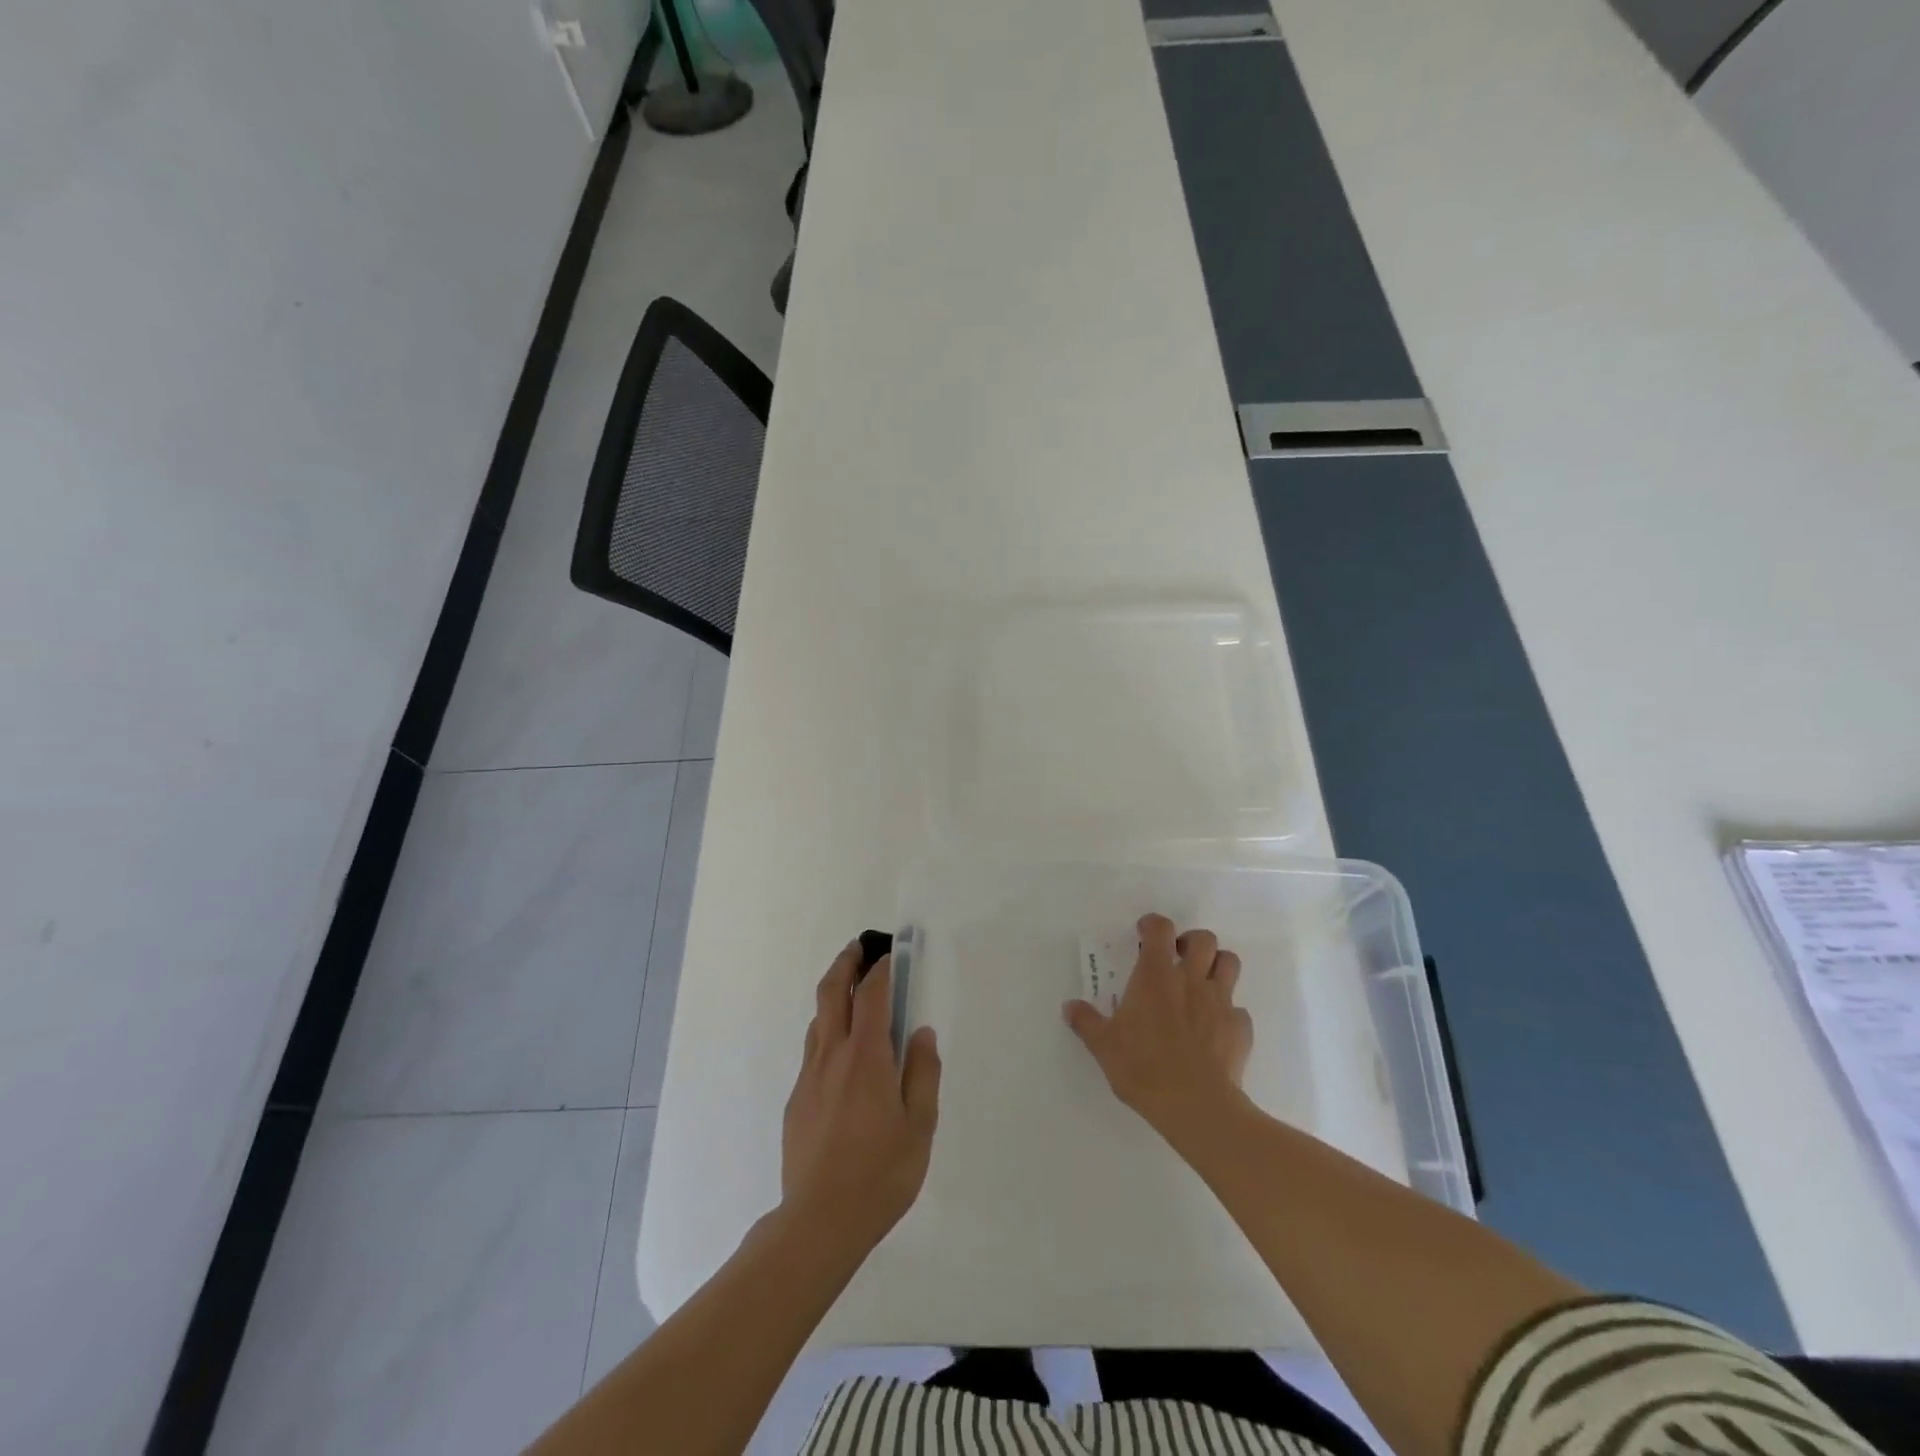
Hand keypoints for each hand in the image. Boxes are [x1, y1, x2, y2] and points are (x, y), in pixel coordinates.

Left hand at [781, 941, 940, 1257]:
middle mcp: (833, 1055)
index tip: (891, 954)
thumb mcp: (920, 1126)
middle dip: (846, 963)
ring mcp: (809, 1076)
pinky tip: (842, 1053)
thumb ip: (923, 1073)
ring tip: (851, 991)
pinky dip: (828, 1032)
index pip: (873, 995)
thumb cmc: (881, 1173)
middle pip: (833, 993)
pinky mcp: (796, 1099)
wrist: (819, 1221)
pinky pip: (813, 1050)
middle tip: (858, 948)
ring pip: (819, 1020)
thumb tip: (921, 1033)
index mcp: (867, 1057)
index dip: (883, 969)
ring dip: (834, 995)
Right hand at [1064, 913, 1252, 1149]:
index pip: (1160, 929)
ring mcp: (1220, 1002)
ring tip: (1202, 984)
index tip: (1144, 934)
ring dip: (1217, 966)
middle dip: (1192, 942)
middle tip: (1177, 959)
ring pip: (1230, 963)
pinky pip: (1238, 1010)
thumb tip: (1069, 1006)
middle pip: (1204, 939)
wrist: (1196, 1106)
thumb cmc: (1143, 1068)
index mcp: (1155, 976)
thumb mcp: (1104, 1046)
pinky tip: (1214, 1031)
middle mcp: (1191, 980)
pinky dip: (1228, 1013)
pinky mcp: (1240, 1028)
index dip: (1153, 924)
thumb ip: (1086, 1022)